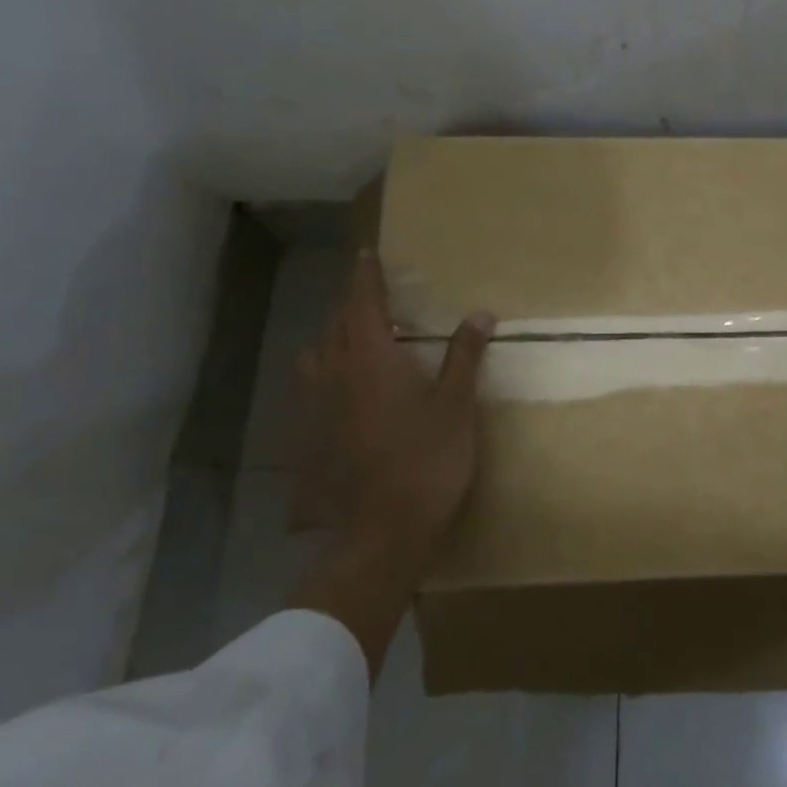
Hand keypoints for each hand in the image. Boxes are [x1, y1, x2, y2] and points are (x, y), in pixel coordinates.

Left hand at [297, 252, 493, 555]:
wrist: (379, 532)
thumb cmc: (426, 461)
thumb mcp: (456, 406)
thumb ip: (464, 357)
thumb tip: (480, 313)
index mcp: (371, 359)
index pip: (364, 304)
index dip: (366, 277)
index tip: (367, 253)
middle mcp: (334, 374)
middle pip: (335, 325)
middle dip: (352, 306)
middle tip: (372, 299)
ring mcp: (314, 408)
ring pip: (315, 356)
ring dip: (332, 338)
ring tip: (353, 340)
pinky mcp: (306, 438)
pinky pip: (310, 389)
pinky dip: (325, 374)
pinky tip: (341, 392)